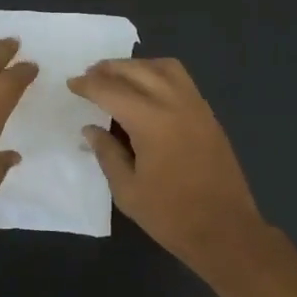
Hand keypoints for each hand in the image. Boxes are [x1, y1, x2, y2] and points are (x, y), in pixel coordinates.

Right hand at [67, 57, 266, 275]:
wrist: (225, 230)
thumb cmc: (170, 215)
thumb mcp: (127, 190)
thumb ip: (107, 153)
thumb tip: (91, 129)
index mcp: (151, 121)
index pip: (111, 90)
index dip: (88, 85)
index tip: (71, 84)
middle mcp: (175, 103)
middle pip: (138, 70)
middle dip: (110, 69)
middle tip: (90, 75)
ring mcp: (197, 107)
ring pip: (165, 68)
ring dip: (138, 66)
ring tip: (119, 78)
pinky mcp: (209, 117)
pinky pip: (182, 81)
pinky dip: (159, 76)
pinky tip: (147, 92)